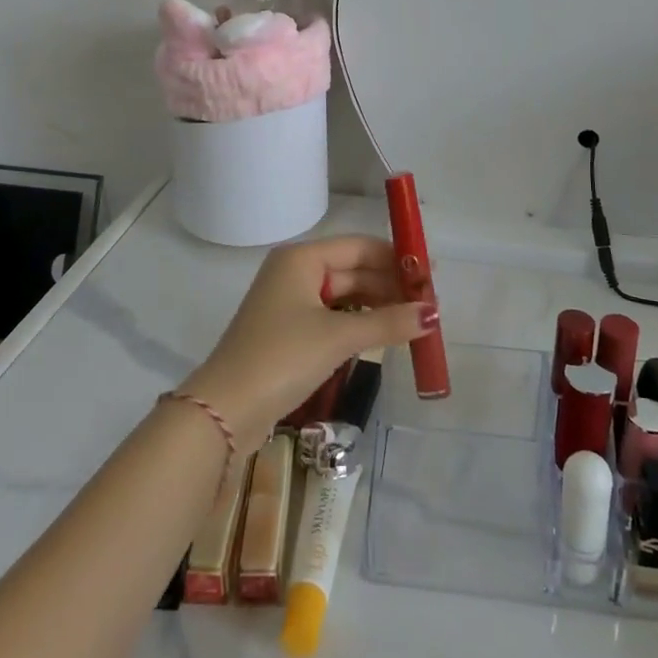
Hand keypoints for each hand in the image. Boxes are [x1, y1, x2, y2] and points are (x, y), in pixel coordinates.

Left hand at [178, 237, 433, 454]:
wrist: (225, 410)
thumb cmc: (282, 358)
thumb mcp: (339, 337)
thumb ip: (388, 323)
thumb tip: (433, 314)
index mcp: (302, 258)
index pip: (359, 246)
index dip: (396, 258)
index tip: (431, 275)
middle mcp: (294, 272)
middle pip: (353, 270)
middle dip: (390, 286)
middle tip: (429, 305)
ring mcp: (289, 303)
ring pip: (345, 296)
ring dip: (378, 307)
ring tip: (414, 322)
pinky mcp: (288, 332)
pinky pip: (333, 317)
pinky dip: (359, 324)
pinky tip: (384, 336)